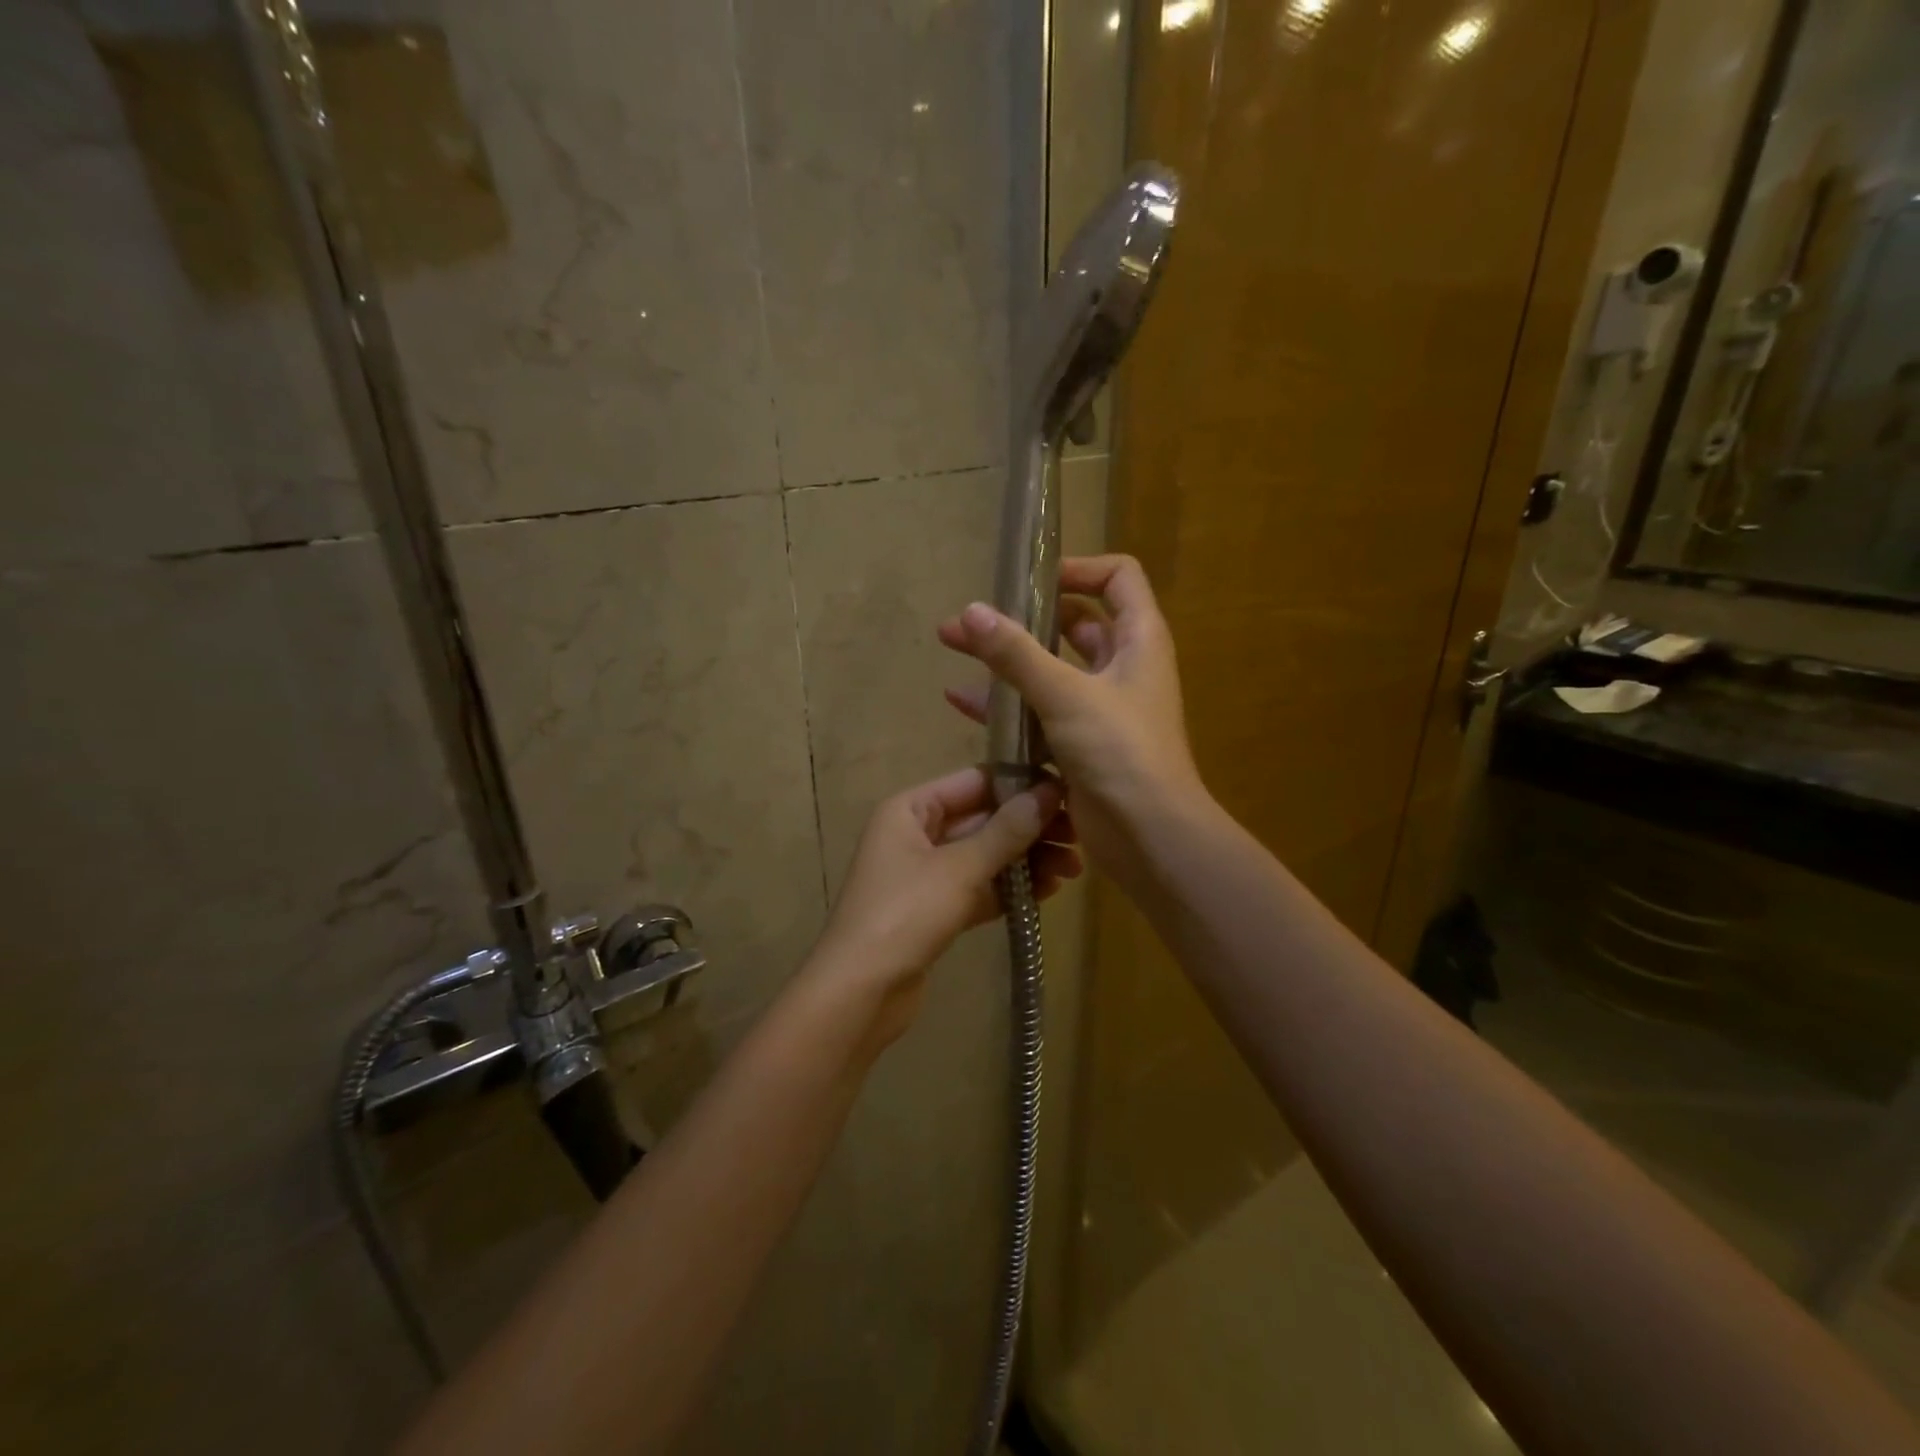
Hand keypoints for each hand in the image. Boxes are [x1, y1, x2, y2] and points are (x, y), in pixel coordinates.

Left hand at [804, 767, 1078, 1050]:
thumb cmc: (905, 914)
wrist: (860, 992)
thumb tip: (1048, 792)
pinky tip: (1048, 891)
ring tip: (1072, 870)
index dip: (1020, 785)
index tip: (1067, 792)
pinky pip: (980, 888)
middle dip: (1030, 828)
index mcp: (910, 808)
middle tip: (1079, 838)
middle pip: (983, 819)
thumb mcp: (960, 868)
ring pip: (985, 856)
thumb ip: (1006, 830)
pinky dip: (1011, 888)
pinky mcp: (935, 909)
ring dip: (1026, 860)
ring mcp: (925, 873)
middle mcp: (916, 833)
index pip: (974, 782)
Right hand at [938, 554, 1205, 896]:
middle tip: (967, 621)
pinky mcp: (1080, 744)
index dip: (1077, 569)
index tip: (1029, 582)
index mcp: (1138, 640)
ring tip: (952, 649)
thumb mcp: (1066, 694)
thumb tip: (970, 611)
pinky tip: (962, 703)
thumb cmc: (1120, 752)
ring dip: (1005, 661)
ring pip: (1049, 670)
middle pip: (1073, 624)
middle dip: (1020, 619)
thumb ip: (1016, 653)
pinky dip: (1007, 706)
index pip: (1117, 577)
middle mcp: (1122, 667)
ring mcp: (1101, 708)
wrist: (1150, 836)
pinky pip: (1040, 713)